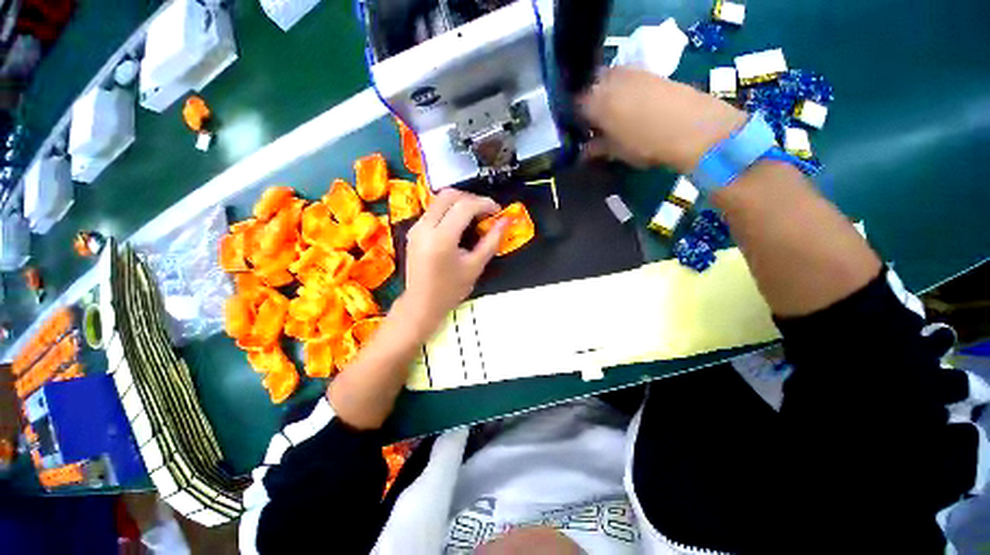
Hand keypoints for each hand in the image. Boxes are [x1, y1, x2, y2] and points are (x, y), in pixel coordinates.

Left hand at [400, 189, 505, 334]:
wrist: (421, 304)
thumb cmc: (451, 289)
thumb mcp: (475, 266)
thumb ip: (492, 241)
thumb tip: (506, 221)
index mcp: (441, 238)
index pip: (465, 206)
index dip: (485, 204)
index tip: (498, 211)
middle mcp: (425, 227)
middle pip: (449, 195)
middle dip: (471, 198)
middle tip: (486, 212)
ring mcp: (416, 227)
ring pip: (439, 200)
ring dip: (460, 202)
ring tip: (475, 217)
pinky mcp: (413, 230)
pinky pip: (433, 210)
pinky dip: (449, 210)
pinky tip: (460, 223)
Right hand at [579, 67, 747, 172]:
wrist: (693, 126)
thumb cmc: (645, 143)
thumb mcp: (615, 151)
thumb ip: (596, 149)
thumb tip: (583, 152)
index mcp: (594, 101)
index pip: (574, 105)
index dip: (575, 120)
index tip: (580, 133)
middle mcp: (609, 80)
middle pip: (590, 89)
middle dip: (590, 105)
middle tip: (596, 125)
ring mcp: (631, 72)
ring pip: (609, 82)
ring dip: (608, 97)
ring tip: (615, 117)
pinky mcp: (650, 72)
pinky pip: (628, 80)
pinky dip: (625, 92)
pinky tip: (634, 108)